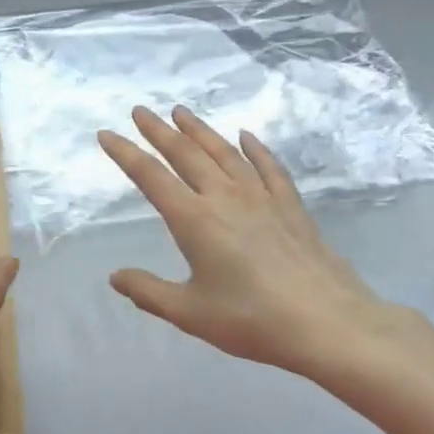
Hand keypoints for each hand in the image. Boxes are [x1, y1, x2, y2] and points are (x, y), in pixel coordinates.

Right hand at [98, 105, 411, 381]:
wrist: (327, 323)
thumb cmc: (252, 320)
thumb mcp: (189, 313)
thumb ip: (148, 291)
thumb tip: (115, 276)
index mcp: (193, 219)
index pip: (150, 176)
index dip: (125, 153)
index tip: (106, 134)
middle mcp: (224, 197)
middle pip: (185, 153)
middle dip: (159, 130)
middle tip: (141, 110)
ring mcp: (261, 196)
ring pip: (224, 152)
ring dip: (199, 130)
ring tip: (182, 112)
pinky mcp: (290, 205)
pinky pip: (268, 166)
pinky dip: (254, 148)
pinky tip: (246, 136)